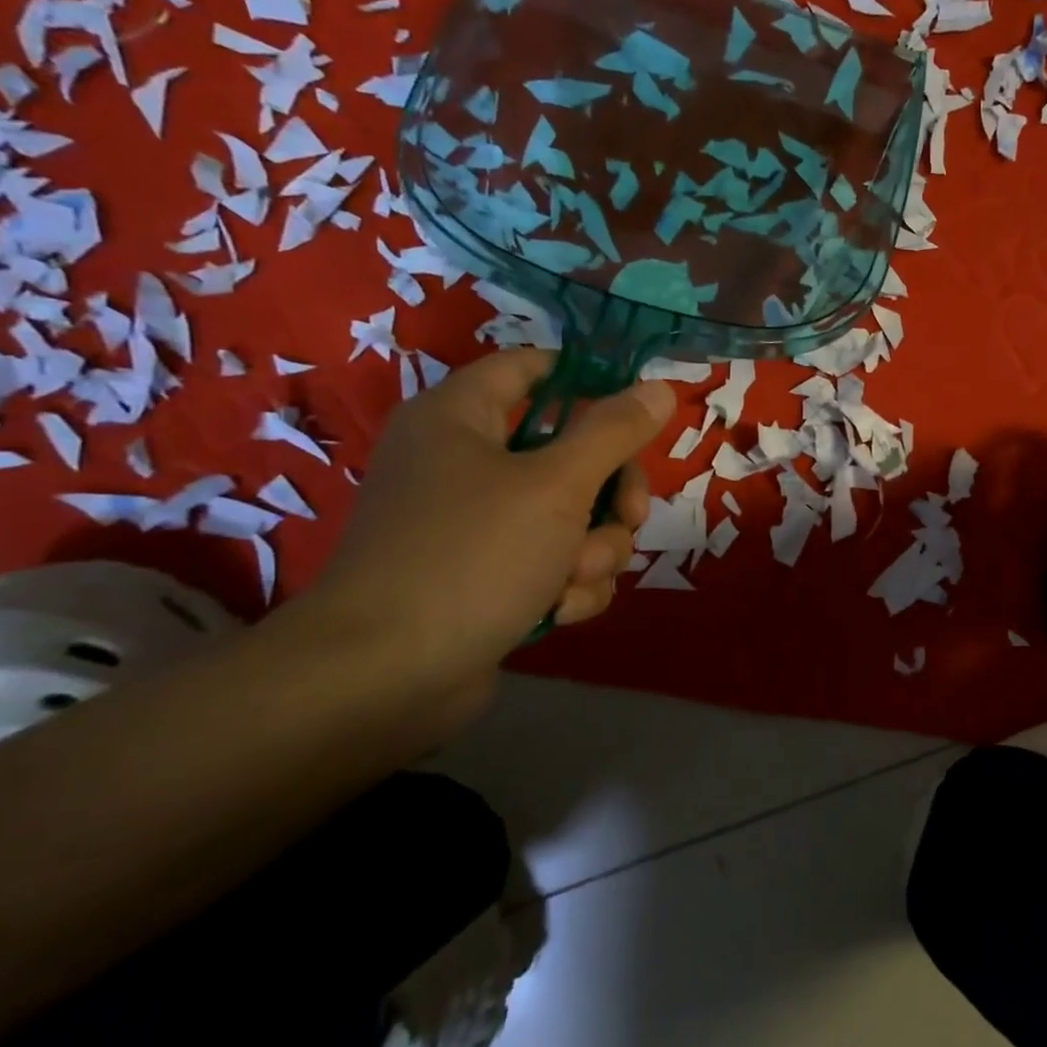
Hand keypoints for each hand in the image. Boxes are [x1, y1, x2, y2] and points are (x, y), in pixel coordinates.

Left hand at [303, 349, 676, 702]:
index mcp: (461, 418)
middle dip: (610, 493)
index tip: (639, 411)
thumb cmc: (472, 556)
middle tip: (629, 518)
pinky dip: (566, 584)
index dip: (590, 381)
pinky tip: (558, 611)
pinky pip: (552, 561)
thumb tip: (661, 387)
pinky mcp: (486, 577)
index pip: (533, 368)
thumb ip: (613, 432)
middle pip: (569, 452)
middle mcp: (464, 463)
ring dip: (593, 549)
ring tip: (572, 581)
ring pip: (571, 516)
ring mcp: (475, 525)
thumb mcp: (557, 484)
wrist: (385, 677)